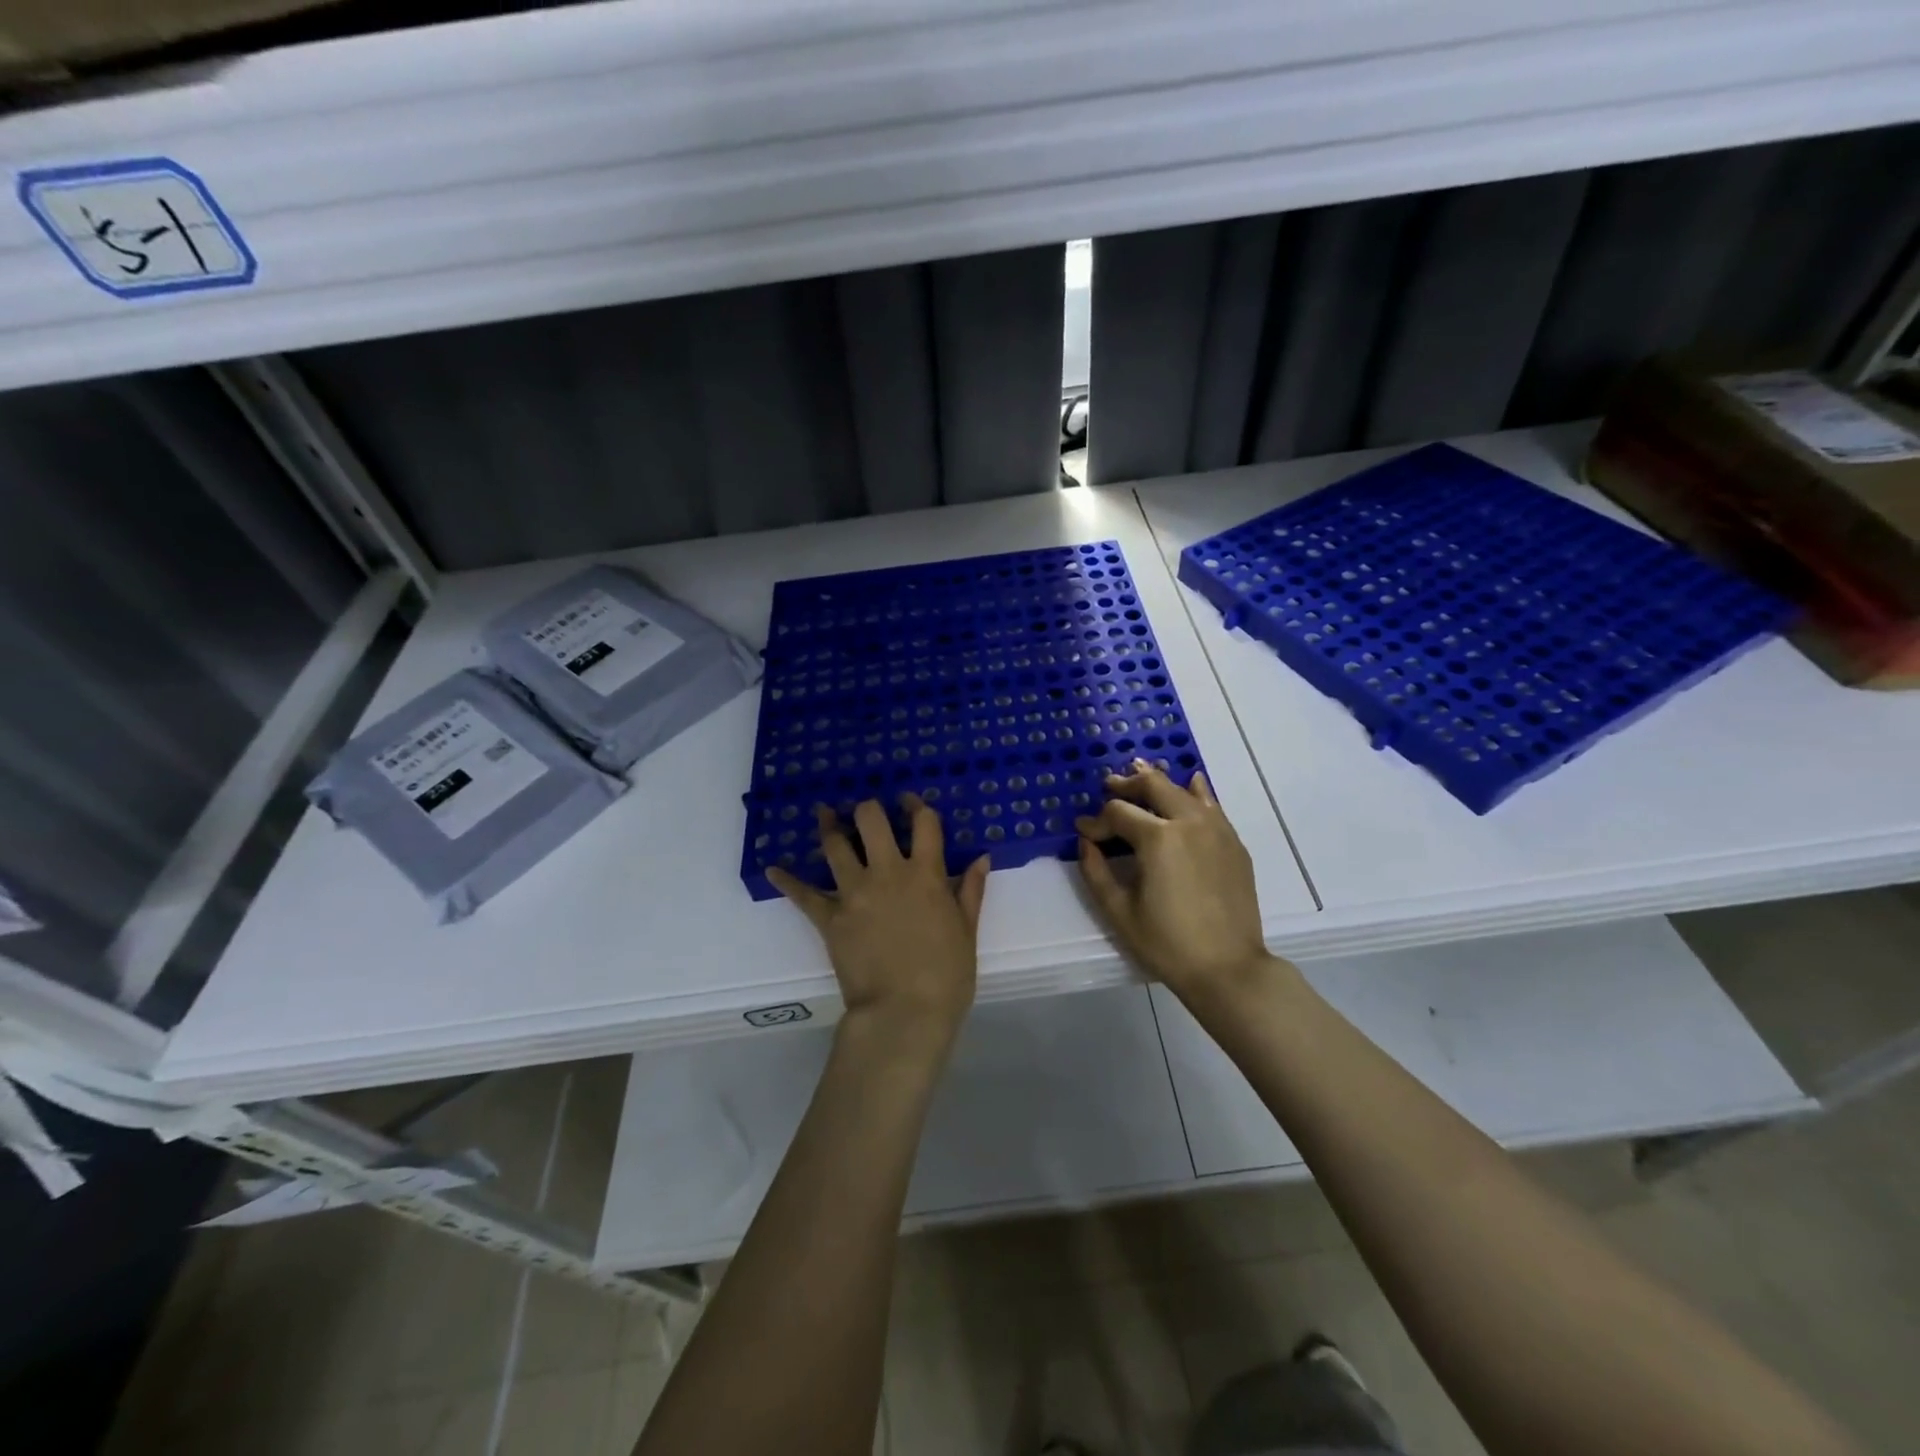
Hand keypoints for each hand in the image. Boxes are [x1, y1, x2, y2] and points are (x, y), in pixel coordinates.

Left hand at [767, 795, 989, 1047]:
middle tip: (866, 810)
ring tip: (825, 813)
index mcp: (925, 875)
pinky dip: (787, 880)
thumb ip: (970, 891)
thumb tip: (981, 858)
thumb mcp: (967, 932)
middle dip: (868, 809)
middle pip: (871, 821)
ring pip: (835, 846)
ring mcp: (854, 893)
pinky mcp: (829, 918)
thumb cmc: (946, 977)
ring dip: (829, 826)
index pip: (924, 824)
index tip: (909, 800)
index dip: (916, 805)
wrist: (904, 1014)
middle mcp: (888, 873)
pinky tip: (773, 869)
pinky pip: (803, 895)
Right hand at [1076, 760, 1273, 1002]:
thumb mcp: (1119, 911)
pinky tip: (1190, 785)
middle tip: (1109, 787)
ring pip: (1183, 790)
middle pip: (1152, 785)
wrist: (1228, 968)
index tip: (1084, 832)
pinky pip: (1211, 805)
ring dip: (1158, 782)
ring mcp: (1216, 829)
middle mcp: (1189, 822)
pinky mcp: (1233, 843)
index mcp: (1158, 838)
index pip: (1118, 813)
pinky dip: (1195, 792)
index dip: (1096, 821)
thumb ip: (1095, 871)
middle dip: (1126, 784)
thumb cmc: (1167, 943)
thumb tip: (1086, 843)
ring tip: (1140, 775)